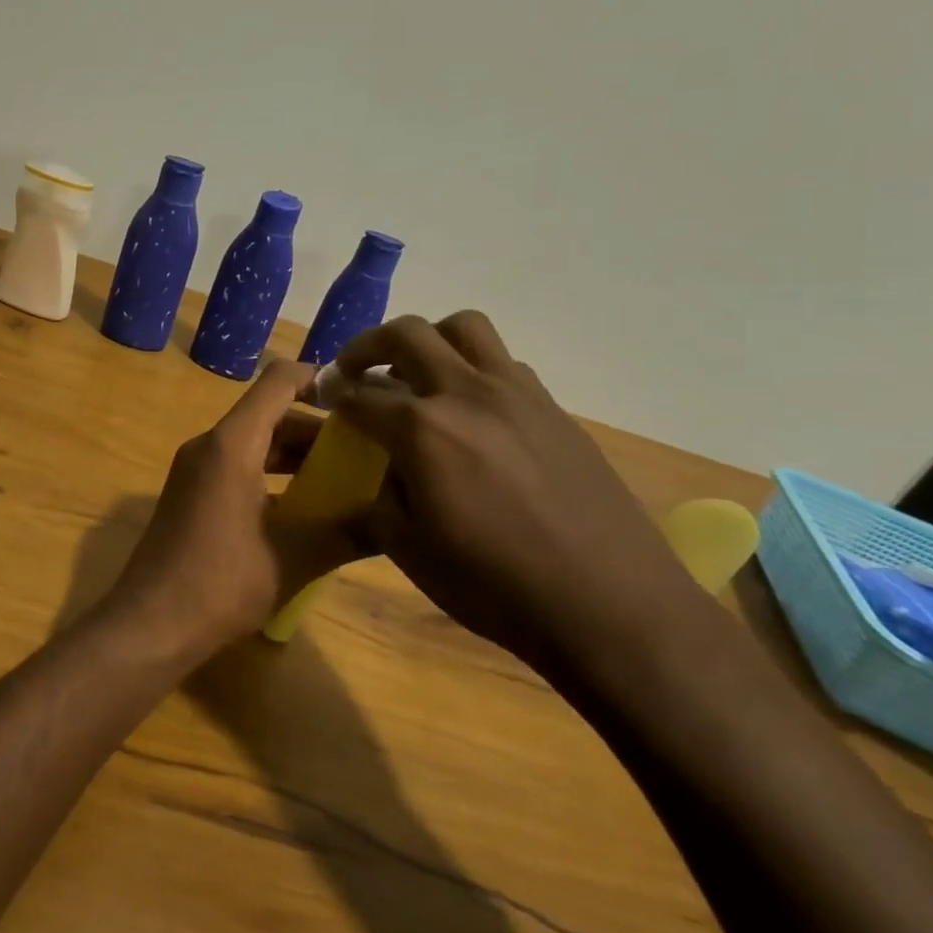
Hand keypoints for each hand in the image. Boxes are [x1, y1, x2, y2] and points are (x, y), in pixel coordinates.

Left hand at [107, 361, 361, 660]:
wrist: (149, 625)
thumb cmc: (221, 582)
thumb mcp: (295, 558)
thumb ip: (349, 532)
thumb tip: (397, 520)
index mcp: (232, 444)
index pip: (279, 382)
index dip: (321, 379)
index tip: (362, 400)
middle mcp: (209, 445)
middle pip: (269, 415)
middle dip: (318, 429)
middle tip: (365, 452)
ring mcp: (195, 471)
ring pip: (254, 444)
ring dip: (296, 456)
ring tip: (344, 482)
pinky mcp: (190, 495)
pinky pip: (237, 467)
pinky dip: (272, 476)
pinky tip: (304, 510)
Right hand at [332, 312, 712, 675]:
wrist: (609, 603)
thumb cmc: (494, 585)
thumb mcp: (410, 551)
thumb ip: (381, 498)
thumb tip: (384, 470)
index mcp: (422, 429)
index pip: (361, 396)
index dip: (334, 395)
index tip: (323, 400)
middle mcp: (466, 393)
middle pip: (408, 334)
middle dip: (368, 346)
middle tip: (355, 370)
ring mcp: (517, 394)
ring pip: (465, 328)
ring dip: (429, 340)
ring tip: (418, 374)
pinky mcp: (553, 408)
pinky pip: (504, 363)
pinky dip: (474, 369)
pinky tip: (473, 412)